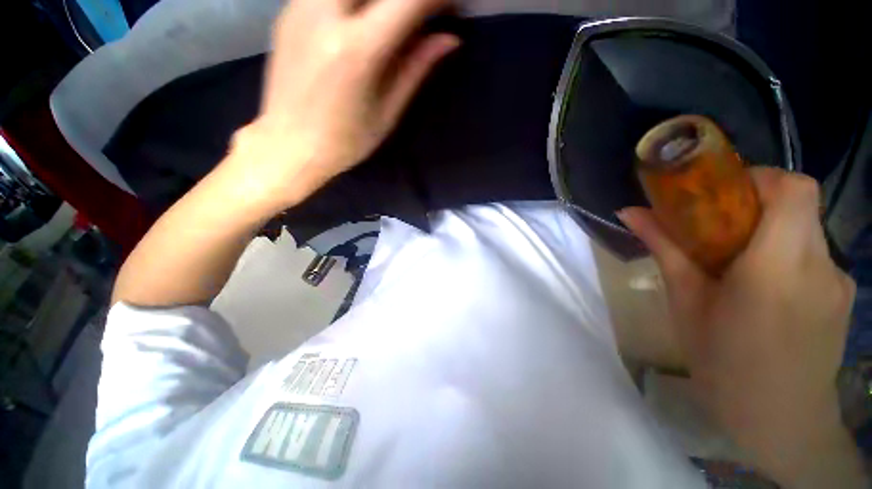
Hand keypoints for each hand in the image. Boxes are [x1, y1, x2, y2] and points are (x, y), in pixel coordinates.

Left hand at [225, 0, 459, 211]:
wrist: (288, 145)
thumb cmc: (345, 141)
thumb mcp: (387, 113)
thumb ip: (416, 68)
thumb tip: (449, 39)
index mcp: (358, 49)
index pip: (408, 0)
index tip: (449, 9)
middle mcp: (325, 14)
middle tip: (420, 14)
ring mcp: (300, 6)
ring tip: (391, 20)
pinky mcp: (287, 10)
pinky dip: (353, 0)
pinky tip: (359, 18)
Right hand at [619, 168, 862, 486]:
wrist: (781, 422)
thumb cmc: (724, 364)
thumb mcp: (686, 304)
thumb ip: (664, 249)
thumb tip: (629, 212)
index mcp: (777, 268)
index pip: (794, 189)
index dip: (760, 177)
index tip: (723, 191)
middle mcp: (819, 265)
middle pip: (799, 202)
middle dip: (757, 200)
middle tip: (719, 223)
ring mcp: (839, 280)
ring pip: (806, 227)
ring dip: (770, 230)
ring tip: (737, 263)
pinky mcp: (844, 294)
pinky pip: (814, 254)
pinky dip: (786, 254)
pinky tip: (766, 289)